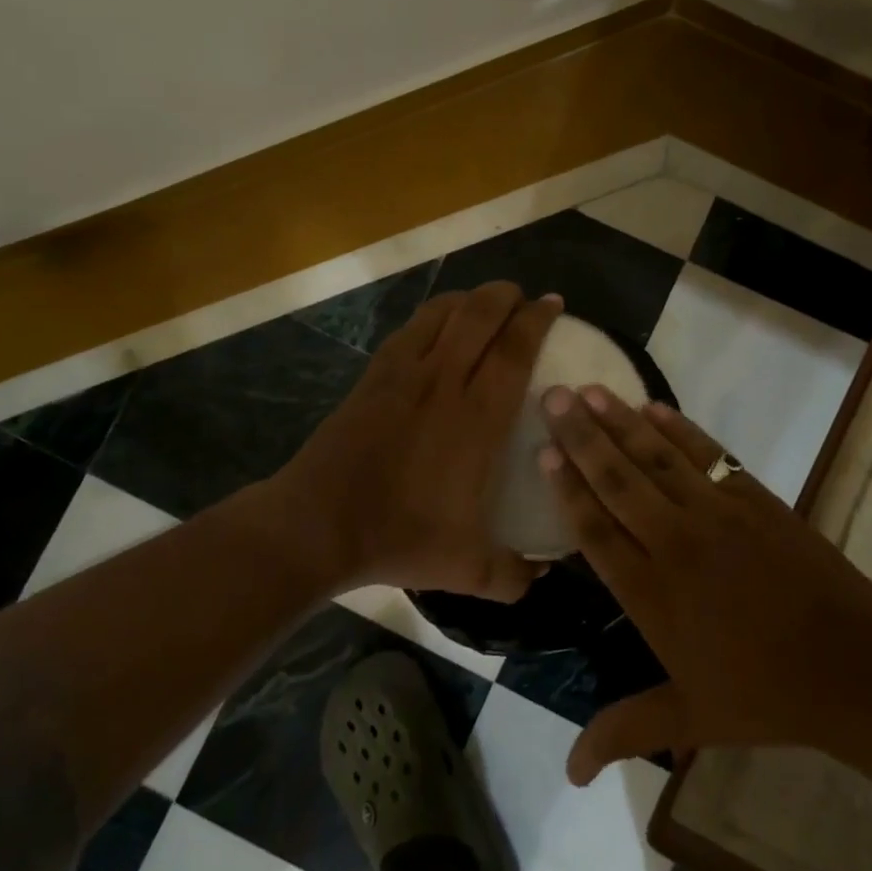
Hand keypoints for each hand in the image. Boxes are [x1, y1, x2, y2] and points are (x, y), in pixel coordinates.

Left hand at [261, 282, 560, 601]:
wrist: (318, 524)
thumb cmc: (398, 537)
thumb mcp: (467, 568)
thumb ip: (513, 574)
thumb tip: (542, 575)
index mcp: (477, 418)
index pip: (515, 349)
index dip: (538, 319)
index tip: (553, 304)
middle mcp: (444, 381)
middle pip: (481, 314)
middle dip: (507, 295)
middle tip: (524, 299)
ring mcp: (405, 373)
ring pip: (444, 312)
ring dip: (471, 298)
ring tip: (486, 303)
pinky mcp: (375, 374)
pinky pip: (412, 328)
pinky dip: (435, 314)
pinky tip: (440, 325)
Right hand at [539, 386, 871, 783]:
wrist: (855, 666)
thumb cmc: (765, 694)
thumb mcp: (690, 719)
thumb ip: (624, 731)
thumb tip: (566, 775)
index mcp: (651, 593)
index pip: (595, 529)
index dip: (567, 488)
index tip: (543, 450)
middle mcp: (674, 542)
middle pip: (617, 480)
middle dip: (581, 436)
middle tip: (550, 396)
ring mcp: (716, 513)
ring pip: (656, 457)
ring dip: (620, 421)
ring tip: (589, 389)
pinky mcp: (753, 497)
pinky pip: (706, 453)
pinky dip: (678, 428)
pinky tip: (652, 407)